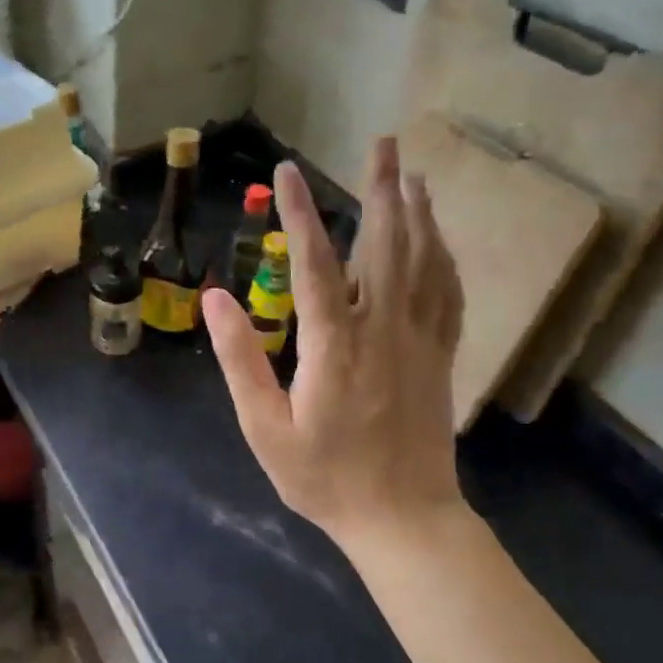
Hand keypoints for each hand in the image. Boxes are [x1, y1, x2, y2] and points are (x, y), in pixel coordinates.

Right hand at [204, 136, 466, 547]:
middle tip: (382, 144)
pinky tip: (438, 238)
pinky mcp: (440, 356)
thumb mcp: (265, 428)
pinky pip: (447, 293)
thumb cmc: (325, 478)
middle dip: (381, 189)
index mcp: (334, 346)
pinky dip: (443, 256)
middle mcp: (383, 330)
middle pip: (385, 245)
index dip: (299, 212)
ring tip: (411, 174)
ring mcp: (420, 341)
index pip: (313, 263)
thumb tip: (215, 299)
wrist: (403, 518)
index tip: (287, 171)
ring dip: (417, 213)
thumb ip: (240, 360)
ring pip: (424, 262)